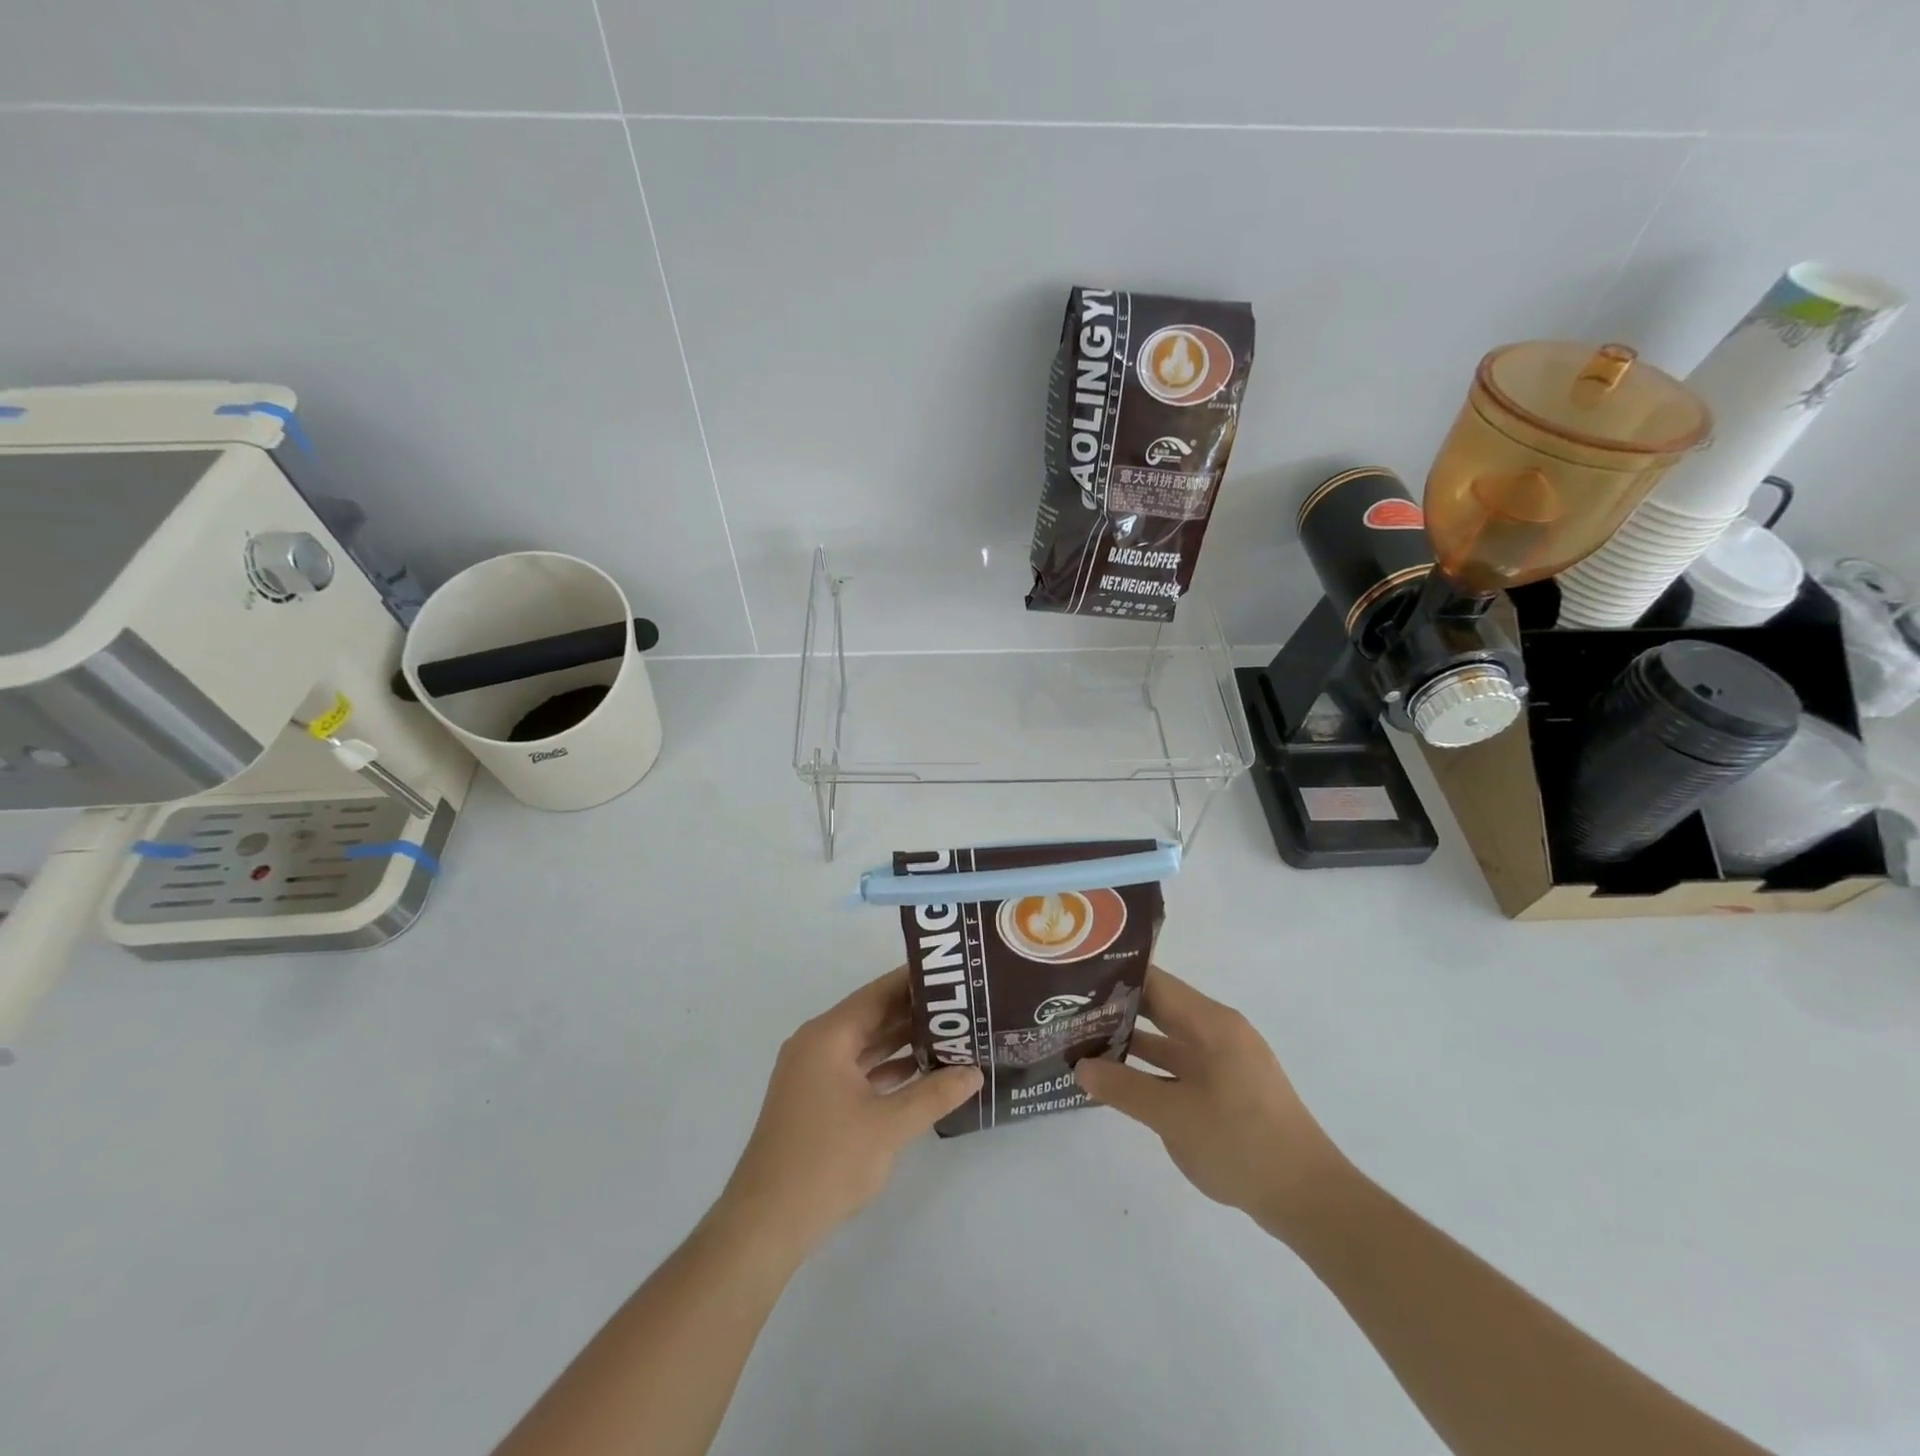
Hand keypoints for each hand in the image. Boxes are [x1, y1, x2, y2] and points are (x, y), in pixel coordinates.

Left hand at [716, 967, 981, 1260]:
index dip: (914, 982)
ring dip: (902, 1041)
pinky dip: (886, 1068)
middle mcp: (817, 1044)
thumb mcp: (889, 1127)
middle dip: (914, 1013)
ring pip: (865, 1044)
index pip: (878, 994)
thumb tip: (975, 1072)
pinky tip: (921, 1072)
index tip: (952, 974)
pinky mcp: (816, 1099)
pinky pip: (857, 1069)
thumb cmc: (826, 1163)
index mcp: (828, 1037)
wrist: (766, 1223)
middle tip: (961, 1006)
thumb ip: (934, 1094)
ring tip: (950, 1035)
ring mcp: (813, 1073)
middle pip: (872, 1016)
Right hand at [1075, 966, 1347, 1239]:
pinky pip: (1180, 1064)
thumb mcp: (1174, 1117)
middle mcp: (1219, 1033)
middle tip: (1070, 1008)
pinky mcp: (1227, 1089)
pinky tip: (1119, 1078)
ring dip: (1131, 1040)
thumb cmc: (1242, 1145)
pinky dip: (1150, 1067)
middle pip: (1161, 1007)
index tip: (1076, 977)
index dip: (1116, 976)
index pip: (1156, 983)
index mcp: (1212, 1024)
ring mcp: (1225, 1062)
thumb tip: (1079, 1067)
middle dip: (1117, 1008)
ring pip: (1168, 1038)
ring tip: (1083, 1039)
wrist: (1310, 1200)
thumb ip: (1124, 1088)